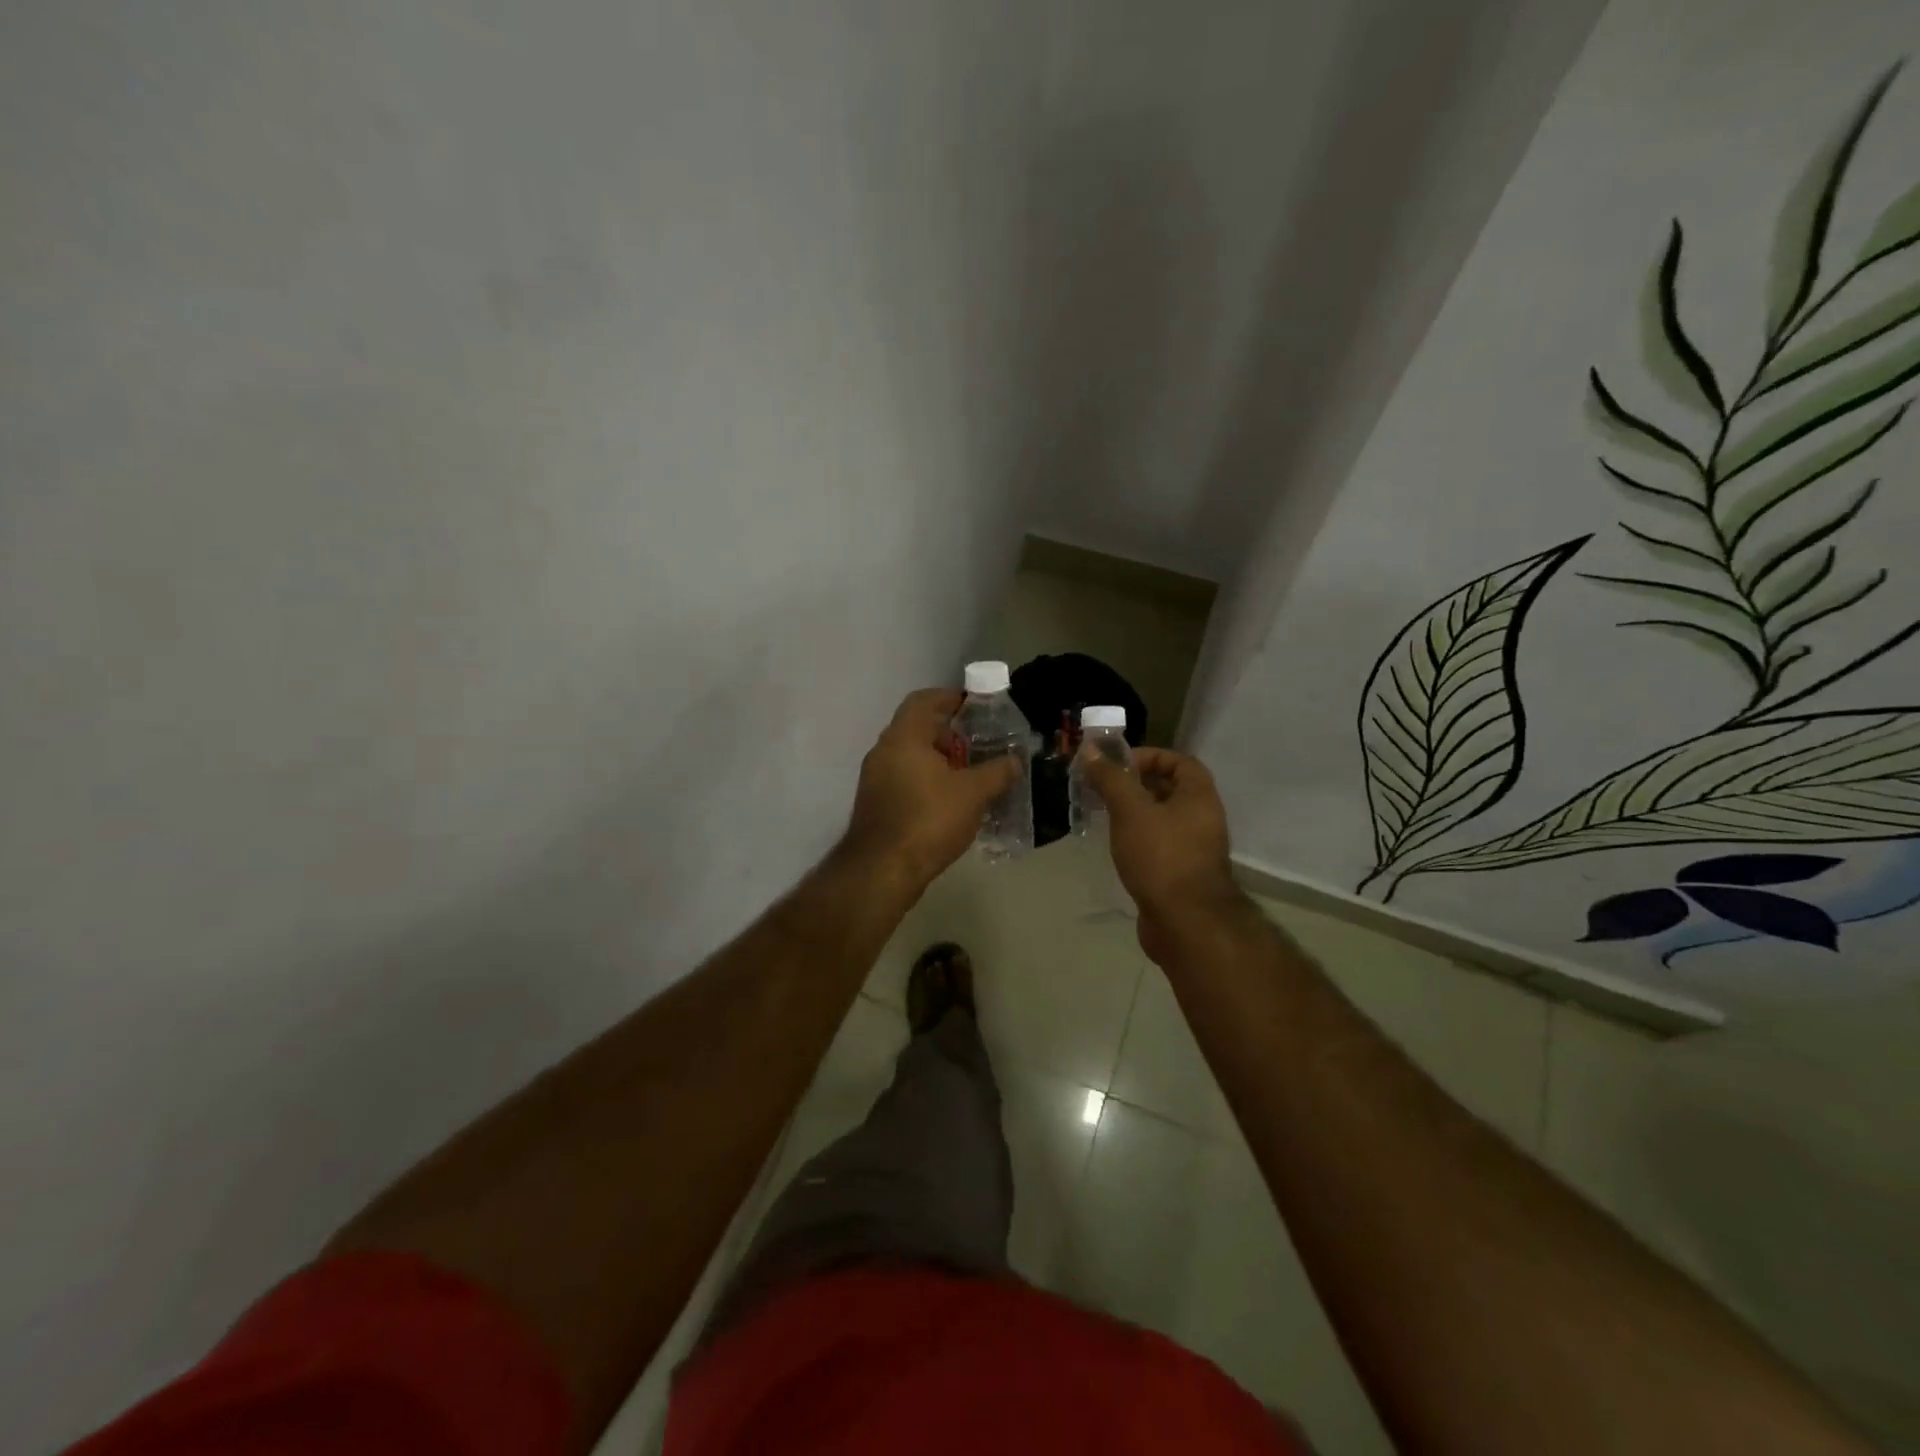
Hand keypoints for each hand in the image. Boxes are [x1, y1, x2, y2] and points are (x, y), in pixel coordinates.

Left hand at [841, 688, 1021, 892]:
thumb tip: (1016, 760)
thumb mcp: (973, 793)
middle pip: (917, 728)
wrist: (882, 870)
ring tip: (970, 773)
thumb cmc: (928, 820)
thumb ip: (998, 771)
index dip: (949, 698)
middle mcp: (883, 751)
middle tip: (979, 744)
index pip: (923, 700)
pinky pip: (903, 779)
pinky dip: (926, 780)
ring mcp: (874, 778)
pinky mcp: (875, 803)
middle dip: (949, 733)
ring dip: (938, 760)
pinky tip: (950, 800)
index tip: (974, 706)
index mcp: (903, 737)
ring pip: (910, 756)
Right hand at [1083, 747, 1246, 959]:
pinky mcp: (1181, 873)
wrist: (1185, 923)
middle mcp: (1202, 818)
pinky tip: (1115, 844)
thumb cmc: (1161, 857)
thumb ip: (1111, 779)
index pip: (1178, 761)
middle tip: (1102, 788)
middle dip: (1135, 785)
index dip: (1148, 756)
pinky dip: (1137, 838)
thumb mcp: (1130, 810)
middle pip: (1169, 789)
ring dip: (1134, 812)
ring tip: (1102, 813)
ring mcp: (1193, 848)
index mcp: (1199, 796)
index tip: (1117, 765)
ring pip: (1161, 818)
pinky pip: (1158, 844)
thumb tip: (1089, 749)